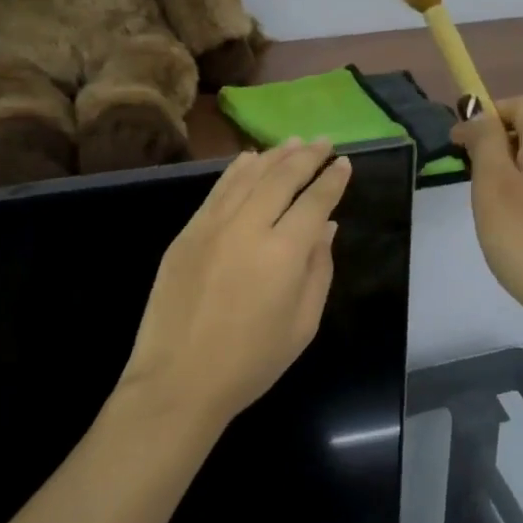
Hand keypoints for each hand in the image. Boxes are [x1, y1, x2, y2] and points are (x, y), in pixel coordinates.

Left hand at [117, 140, 351, 430]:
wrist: (178, 380)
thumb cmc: (251, 362)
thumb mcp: (303, 324)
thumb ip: (319, 269)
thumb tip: (326, 226)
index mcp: (284, 253)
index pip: (314, 202)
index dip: (332, 180)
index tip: (344, 163)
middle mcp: (249, 227)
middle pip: (282, 178)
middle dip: (306, 156)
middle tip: (322, 141)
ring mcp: (212, 226)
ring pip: (248, 177)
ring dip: (273, 156)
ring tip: (291, 142)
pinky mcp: (187, 233)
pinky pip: (217, 191)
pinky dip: (236, 171)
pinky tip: (248, 160)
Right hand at [451, 97, 522, 336]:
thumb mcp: (493, 186)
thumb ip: (486, 143)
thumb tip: (479, 113)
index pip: (521, 103)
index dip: (488, 114)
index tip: (460, 144)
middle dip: (497, 145)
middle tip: (471, 179)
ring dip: (512, 171)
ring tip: (491, 208)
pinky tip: (519, 229)